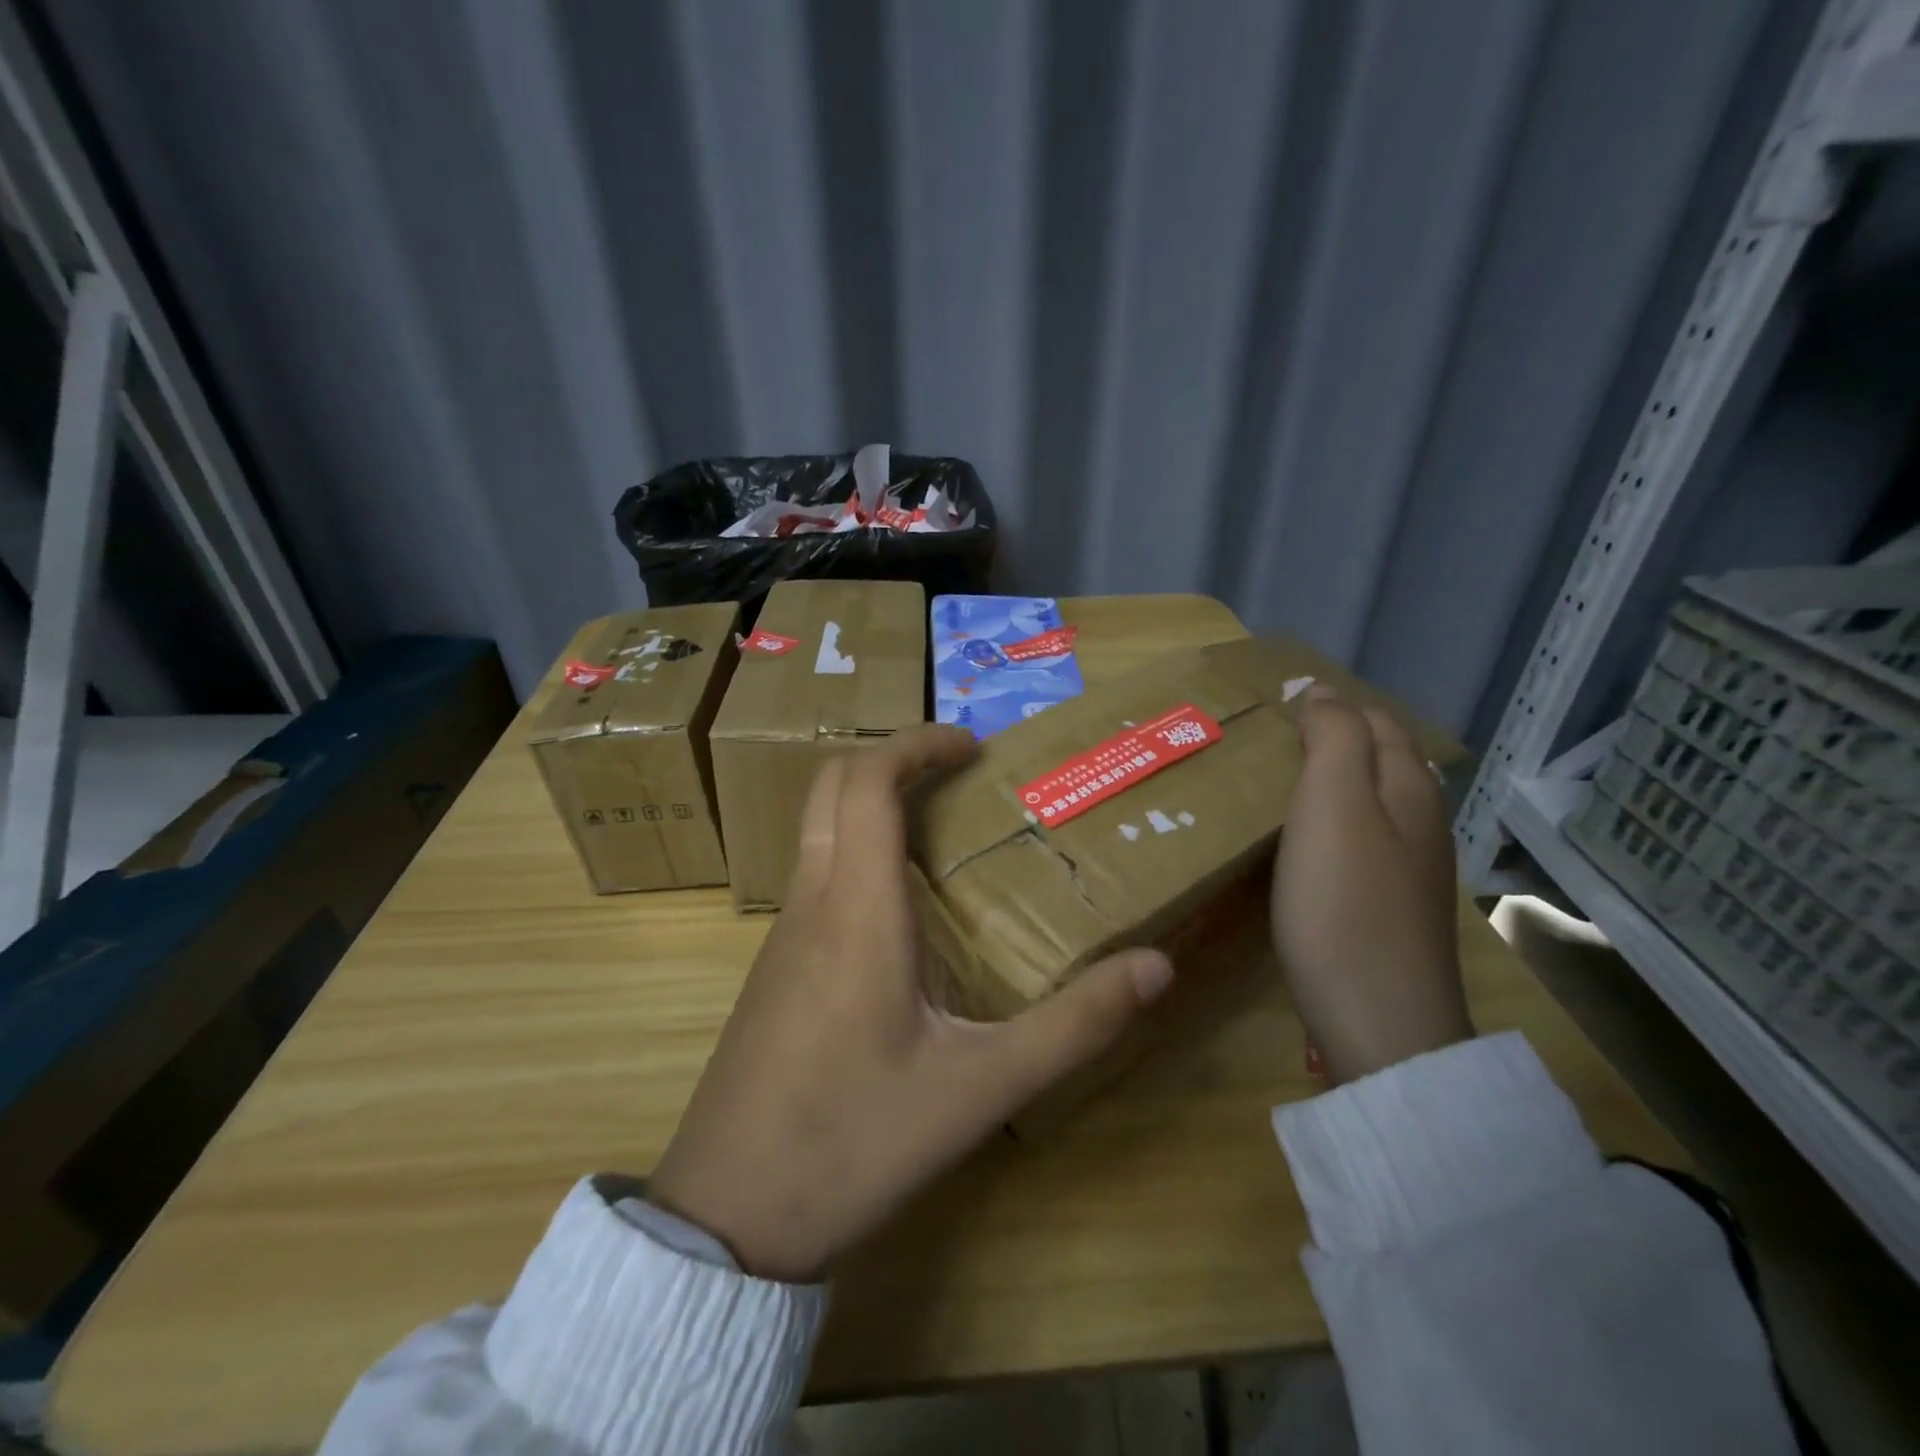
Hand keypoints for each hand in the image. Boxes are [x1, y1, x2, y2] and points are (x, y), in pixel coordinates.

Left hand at [648, 725, 1174, 1282]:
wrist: (728, 1217)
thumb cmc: (855, 1141)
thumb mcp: (980, 1088)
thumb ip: (1073, 1026)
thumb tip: (1156, 967)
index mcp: (857, 909)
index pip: (868, 781)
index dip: (917, 743)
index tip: (972, 745)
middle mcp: (812, 902)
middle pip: (832, 786)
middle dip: (893, 759)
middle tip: (959, 775)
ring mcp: (782, 934)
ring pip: (818, 830)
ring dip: (872, 804)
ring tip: (941, 830)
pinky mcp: (773, 967)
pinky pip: (814, 875)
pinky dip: (856, 850)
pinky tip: (901, 908)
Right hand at [1271, 688, 1472, 1083]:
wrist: (1380, 1022)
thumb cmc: (1344, 904)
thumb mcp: (1332, 806)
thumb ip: (1333, 739)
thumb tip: (1321, 690)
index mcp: (1408, 790)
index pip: (1373, 722)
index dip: (1329, 705)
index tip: (1273, 704)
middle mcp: (1420, 823)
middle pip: (1379, 761)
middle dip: (1333, 739)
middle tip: (1269, 740)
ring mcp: (1410, 871)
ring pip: (1372, 803)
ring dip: (1331, 783)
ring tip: (1278, 783)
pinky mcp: (1390, 909)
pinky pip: (1361, 843)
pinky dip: (1331, 825)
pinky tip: (1303, 845)